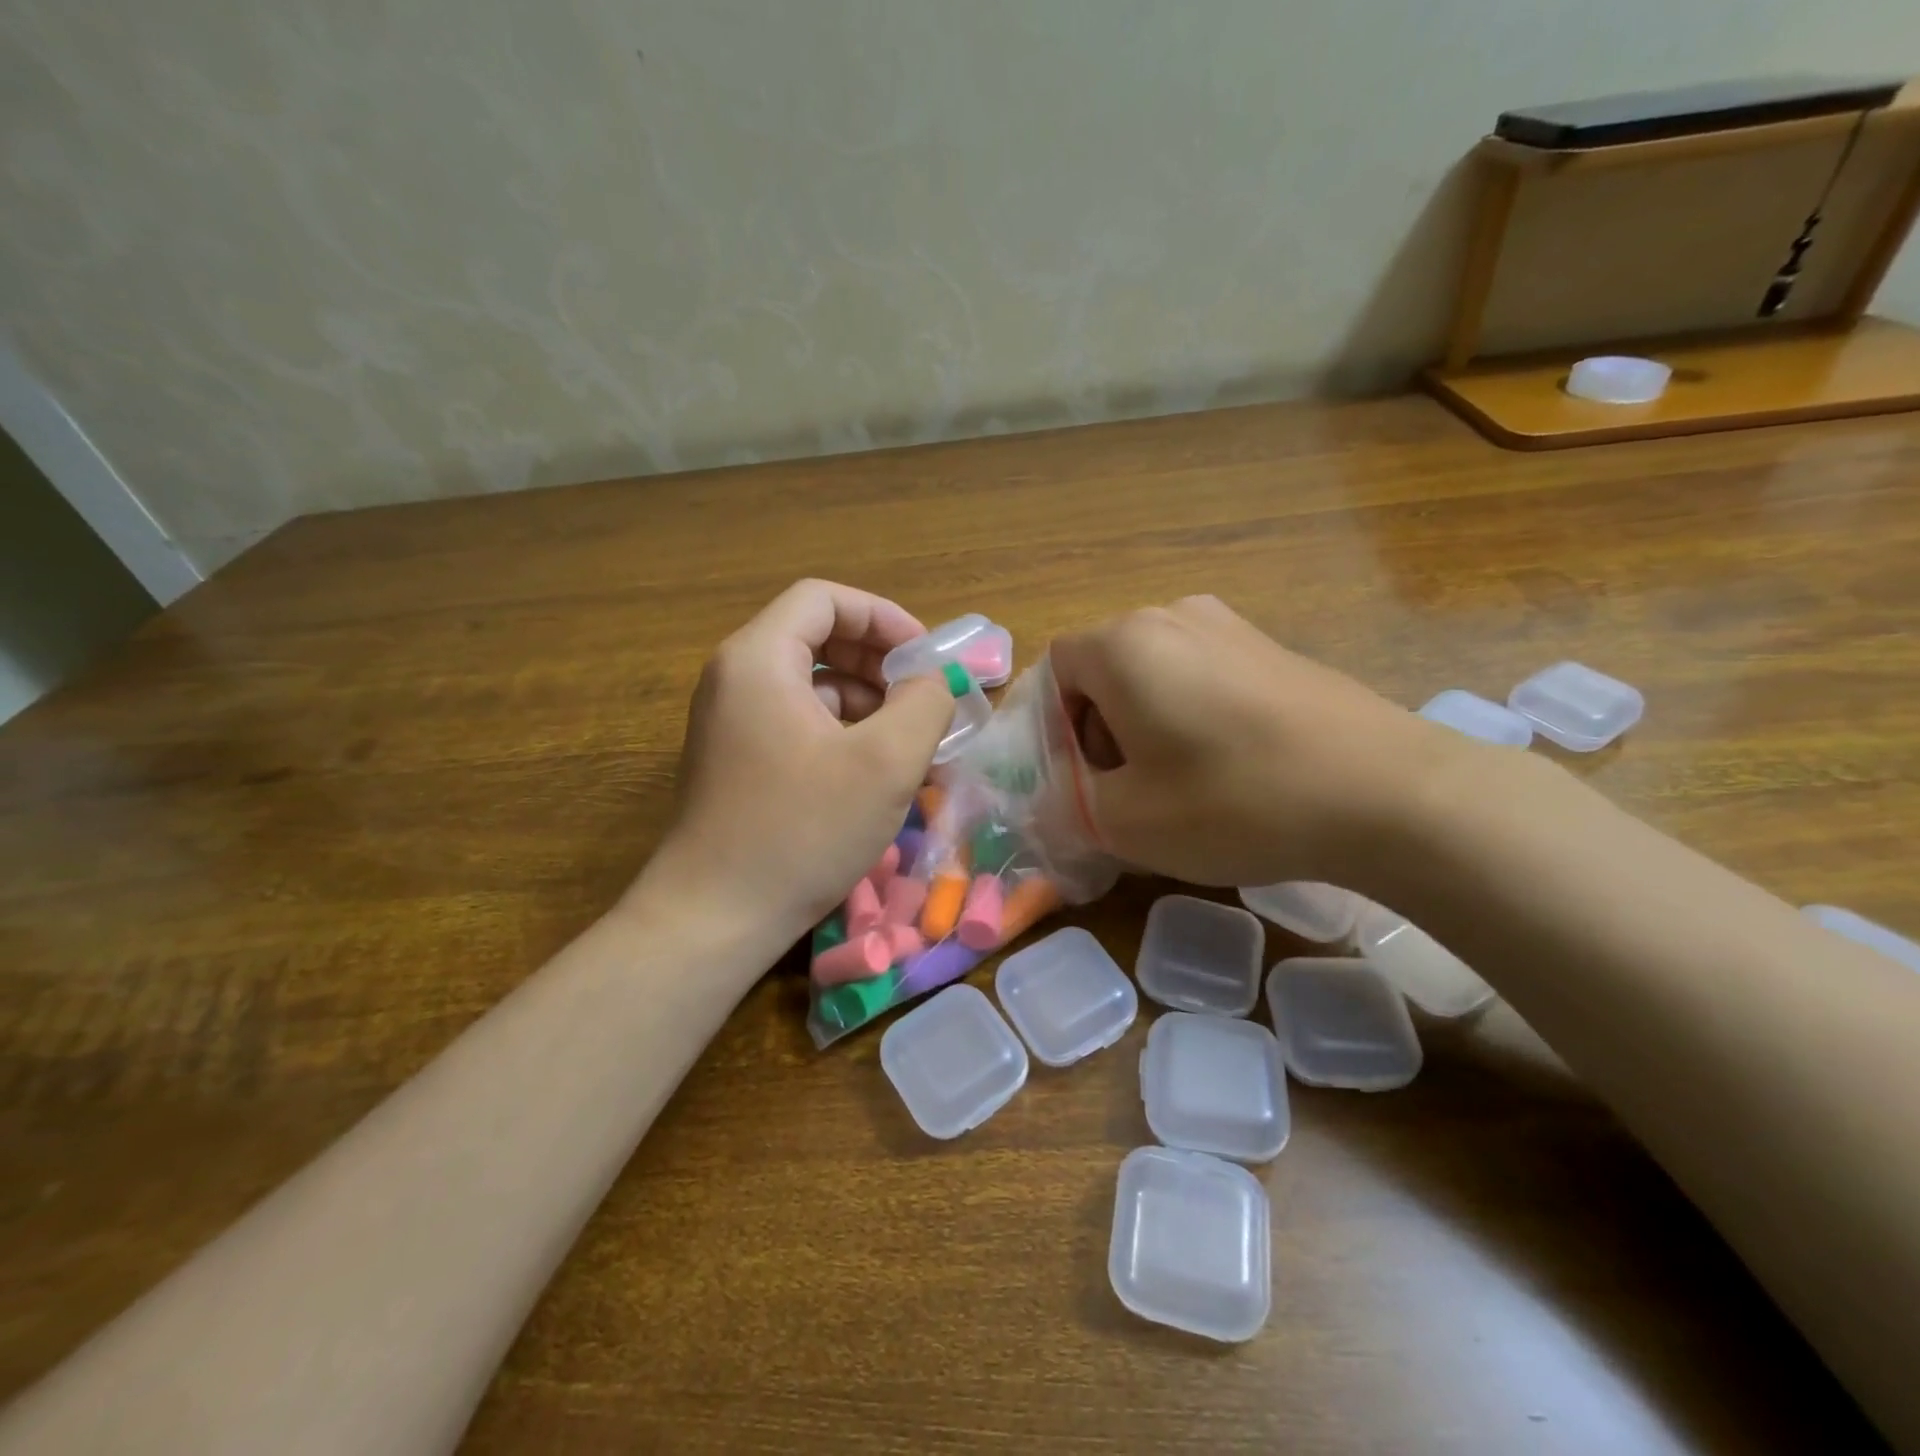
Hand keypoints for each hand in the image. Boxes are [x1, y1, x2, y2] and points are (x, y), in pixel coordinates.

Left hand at [646, 580, 954, 946]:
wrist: (714, 918)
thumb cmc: (802, 831)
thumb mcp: (885, 762)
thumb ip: (923, 703)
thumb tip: (933, 682)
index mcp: (759, 659)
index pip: (824, 600)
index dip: (882, 616)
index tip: (925, 658)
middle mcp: (735, 678)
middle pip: (815, 636)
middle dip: (877, 659)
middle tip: (921, 697)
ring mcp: (729, 721)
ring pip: (809, 683)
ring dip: (864, 699)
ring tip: (907, 741)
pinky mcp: (735, 759)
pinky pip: (796, 721)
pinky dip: (840, 730)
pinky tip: (871, 770)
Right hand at [1049, 596, 1472, 888]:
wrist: (1386, 793)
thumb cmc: (1235, 801)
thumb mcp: (1125, 821)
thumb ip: (1067, 804)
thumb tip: (1055, 797)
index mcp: (1124, 643)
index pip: (1054, 671)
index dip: (1053, 729)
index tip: (1081, 781)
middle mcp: (1172, 615)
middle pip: (1103, 670)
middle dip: (1098, 730)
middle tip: (1126, 790)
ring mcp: (1230, 626)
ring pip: (1153, 674)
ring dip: (1144, 726)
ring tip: (1178, 784)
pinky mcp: (1273, 648)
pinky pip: (1202, 676)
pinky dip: (1191, 717)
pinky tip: (1228, 768)